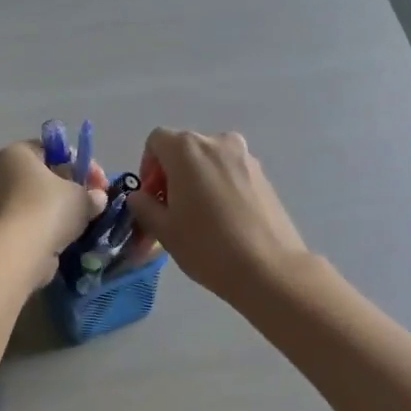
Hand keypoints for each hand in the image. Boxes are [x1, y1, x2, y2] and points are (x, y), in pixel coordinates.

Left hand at [0, 141, 107, 289]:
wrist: (19, 252)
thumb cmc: (49, 209)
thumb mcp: (82, 196)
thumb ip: (92, 194)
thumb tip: (98, 198)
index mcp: (17, 153)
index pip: (53, 150)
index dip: (81, 163)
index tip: (99, 182)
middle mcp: (0, 173)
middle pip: (44, 175)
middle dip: (71, 187)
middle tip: (93, 201)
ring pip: (37, 200)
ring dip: (59, 209)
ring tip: (82, 220)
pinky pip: (30, 221)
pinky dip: (47, 226)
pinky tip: (66, 235)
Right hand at [126, 128, 309, 304]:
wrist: (269, 269)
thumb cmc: (208, 246)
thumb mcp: (164, 230)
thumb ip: (144, 206)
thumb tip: (140, 197)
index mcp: (187, 149)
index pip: (156, 141)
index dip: (147, 166)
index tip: (151, 197)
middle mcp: (217, 142)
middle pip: (184, 148)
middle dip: (172, 173)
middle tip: (171, 209)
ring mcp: (245, 156)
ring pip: (209, 160)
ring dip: (197, 179)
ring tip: (199, 215)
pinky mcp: (264, 175)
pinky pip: (231, 172)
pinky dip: (220, 185)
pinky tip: (223, 218)